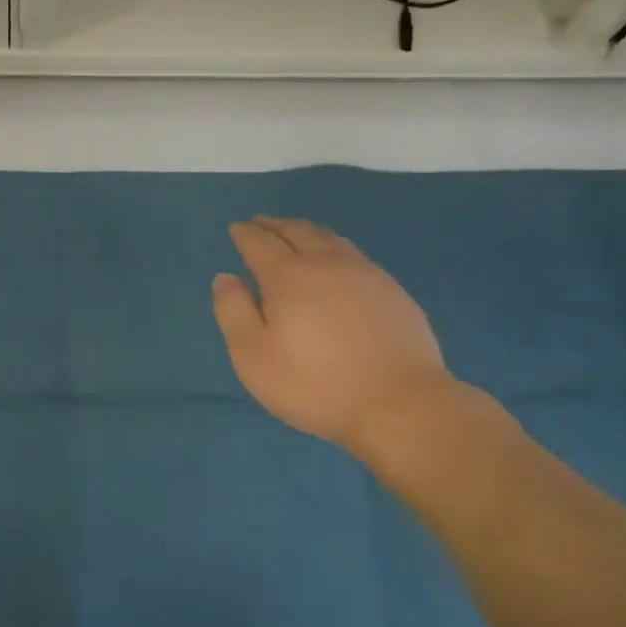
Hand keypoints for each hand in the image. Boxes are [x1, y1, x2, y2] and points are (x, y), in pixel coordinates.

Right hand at [212, 217, 458, 460]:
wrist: (400, 404)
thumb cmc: (315, 384)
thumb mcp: (254, 356)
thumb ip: (234, 312)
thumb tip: (225, 277)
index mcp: (289, 276)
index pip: (260, 243)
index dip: (245, 234)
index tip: (236, 229)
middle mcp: (327, 264)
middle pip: (297, 231)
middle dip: (275, 225)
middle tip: (261, 223)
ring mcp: (365, 274)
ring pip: (330, 239)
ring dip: (306, 231)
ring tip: (295, 233)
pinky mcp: (392, 291)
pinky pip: (355, 255)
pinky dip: (334, 248)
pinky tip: (336, 262)